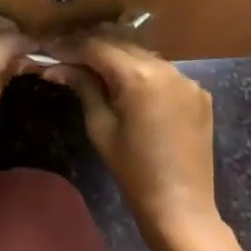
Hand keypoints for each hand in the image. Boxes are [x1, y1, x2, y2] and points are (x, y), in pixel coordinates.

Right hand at [47, 34, 218, 236]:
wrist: (180, 206)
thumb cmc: (133, 171)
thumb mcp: (100, 127)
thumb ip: (83, 87)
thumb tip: (57, 66)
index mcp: (138, 76)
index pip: (97, 47)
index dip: (71, 46)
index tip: (50, 50)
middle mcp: (166, 68)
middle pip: (121, 43)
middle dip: (93, 46)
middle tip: (67, 55)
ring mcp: (187, 79)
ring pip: (144, 54)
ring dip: (119, 56)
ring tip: (94, 67)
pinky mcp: (199, 92)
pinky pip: (165, 72)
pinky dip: (144, 72)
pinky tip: (130, 87)